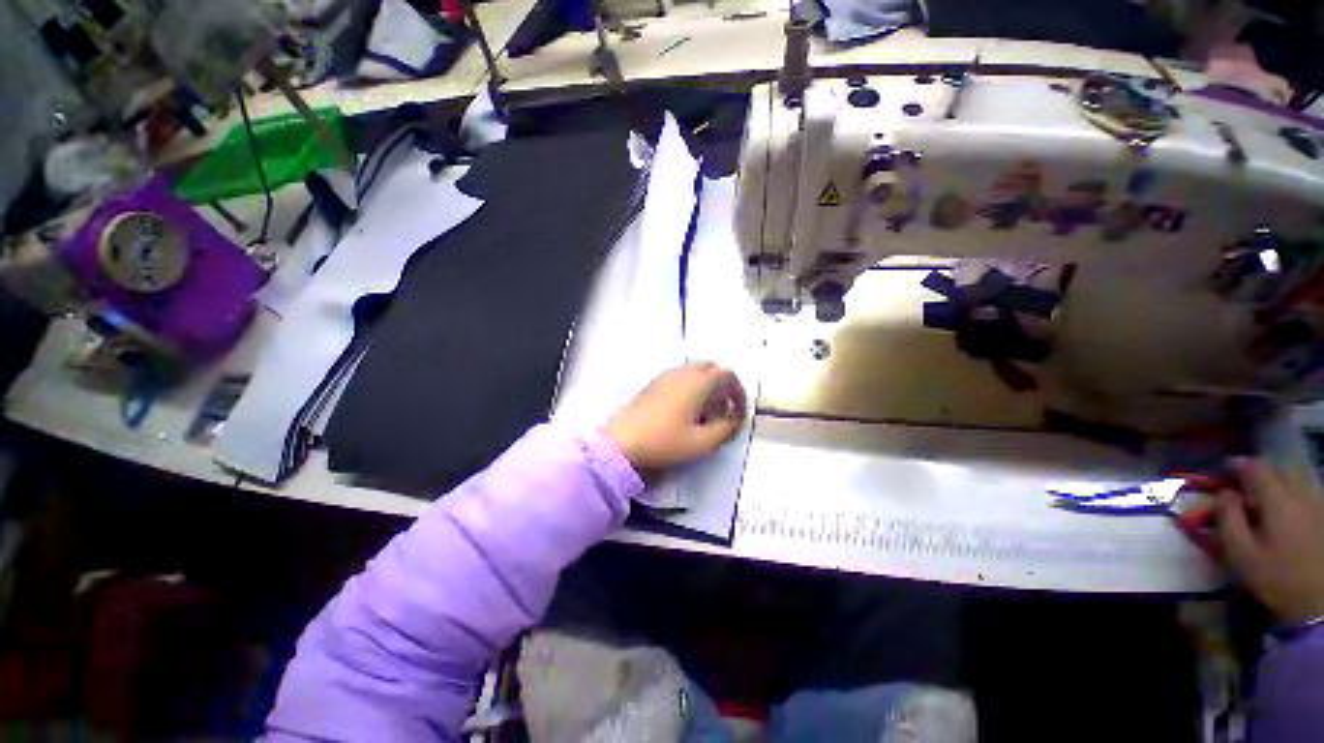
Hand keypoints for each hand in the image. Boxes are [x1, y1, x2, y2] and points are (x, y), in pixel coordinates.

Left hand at [603, 362, 746, 471]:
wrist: (622, 442)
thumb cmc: (664, 441)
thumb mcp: (702, 442)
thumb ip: (726, 429)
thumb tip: (734, 420)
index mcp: (698, 382)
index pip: (728, 375)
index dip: (739, 393)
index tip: (738, 413)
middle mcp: (683, 372)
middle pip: (711, 369)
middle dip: (723, 387)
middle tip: (723, 411)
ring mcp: (666, 376)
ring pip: (695, 372)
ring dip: (707, 387)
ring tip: (705, 414)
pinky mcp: (653, 384)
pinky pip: (681, 377)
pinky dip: (691, 388)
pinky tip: (685, 411)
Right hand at [1215, 458, 1323, 624]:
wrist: (1317, 601)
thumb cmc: (1274, 577)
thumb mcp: (1241, 553)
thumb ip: (1228, 519)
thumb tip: (1223, 493)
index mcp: (1277, 501)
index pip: (1256, 468)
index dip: (1238, 464)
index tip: (1224, 468)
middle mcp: (1299, 495)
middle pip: (1280, 471)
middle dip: (1260, 472)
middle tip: (1243, 484)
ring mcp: (1316, 506)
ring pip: (1295, 481)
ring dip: (1276, 482)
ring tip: (1262, 497)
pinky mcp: (1322, 518)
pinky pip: (1305, 495)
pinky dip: (1290, 494)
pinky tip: (1284, 511)